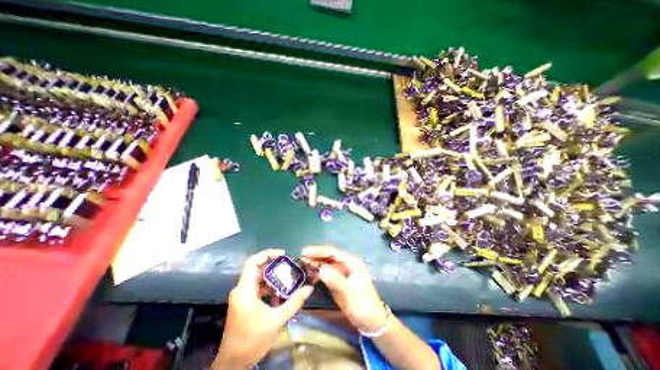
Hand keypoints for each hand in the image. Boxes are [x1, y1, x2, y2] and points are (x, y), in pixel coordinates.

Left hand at [212, 249, 311, 369]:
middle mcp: (241, 290)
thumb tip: (309, 288)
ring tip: (288, 282)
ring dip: (273, 280)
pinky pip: (258, 289)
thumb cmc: (252, 340)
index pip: (252, 262)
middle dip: (275, 267)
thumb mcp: (276, 320)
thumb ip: (294, 302)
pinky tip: (280, 297)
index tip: (282, 254)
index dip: (267, 254)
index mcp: (245, 290)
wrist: (233, 365)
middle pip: (258, 270)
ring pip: (259, 280)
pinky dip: (269, 289)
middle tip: (290, 267)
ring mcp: (242, 297)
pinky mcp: (244, 303)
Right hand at [303, 245, 387, 331]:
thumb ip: (335, 280)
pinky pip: (326, 272)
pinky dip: (318, 271)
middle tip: (301, 256)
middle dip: (315, 255)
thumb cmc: (362, 305)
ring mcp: (342, 271)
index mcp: (352, 262)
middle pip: (329, 256)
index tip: (305, 252)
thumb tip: (321, 269)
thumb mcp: (349, 293)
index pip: (333, 253)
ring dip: (315, 262)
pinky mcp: (338, 280)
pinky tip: (310, 272)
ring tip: (302, 263)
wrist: (370, 321)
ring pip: (326, 263)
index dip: (319, 251)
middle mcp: (346, 264)